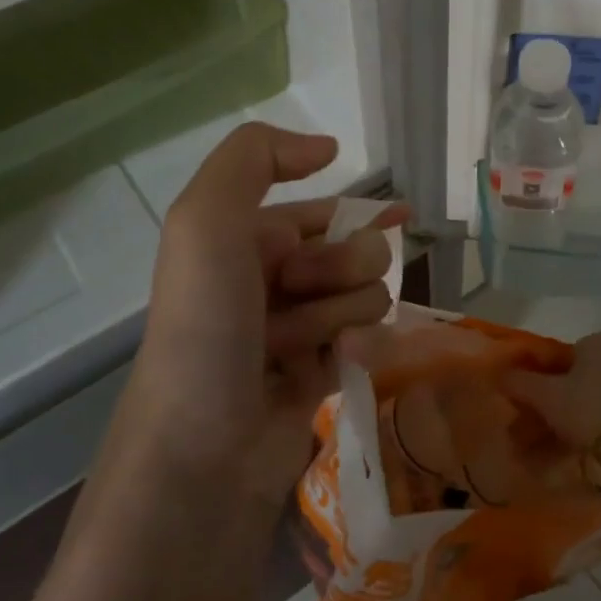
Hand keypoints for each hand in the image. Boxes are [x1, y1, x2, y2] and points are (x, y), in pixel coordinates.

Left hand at [129, 123, 406, 502]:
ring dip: (345, 311)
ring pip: (367, 295)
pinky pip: (370, 340)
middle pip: (353, 251)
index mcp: (243, 243)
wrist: (202, 453)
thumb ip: (254, 158)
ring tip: (302, 343)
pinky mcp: (322, 376)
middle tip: (303, 290)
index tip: (397, 215)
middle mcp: (272, 282)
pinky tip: (345, 362)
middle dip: (342, 264)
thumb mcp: (205, 221)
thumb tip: (326, 148)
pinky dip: (362, 347)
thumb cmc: (204, 327)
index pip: (319, 211)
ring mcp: (299, 331)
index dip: (355, 210)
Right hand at [504, 327, 600, 450]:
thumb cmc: (588, 411)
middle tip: (552, 421)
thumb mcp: (546, 396)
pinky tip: (594, 439)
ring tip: (570, 436)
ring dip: (585, 407)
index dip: (548, 378)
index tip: (540, 403)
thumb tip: (499, 374)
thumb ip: (520, 381)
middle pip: (585, 371)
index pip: (565, 354)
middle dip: (567, 393)